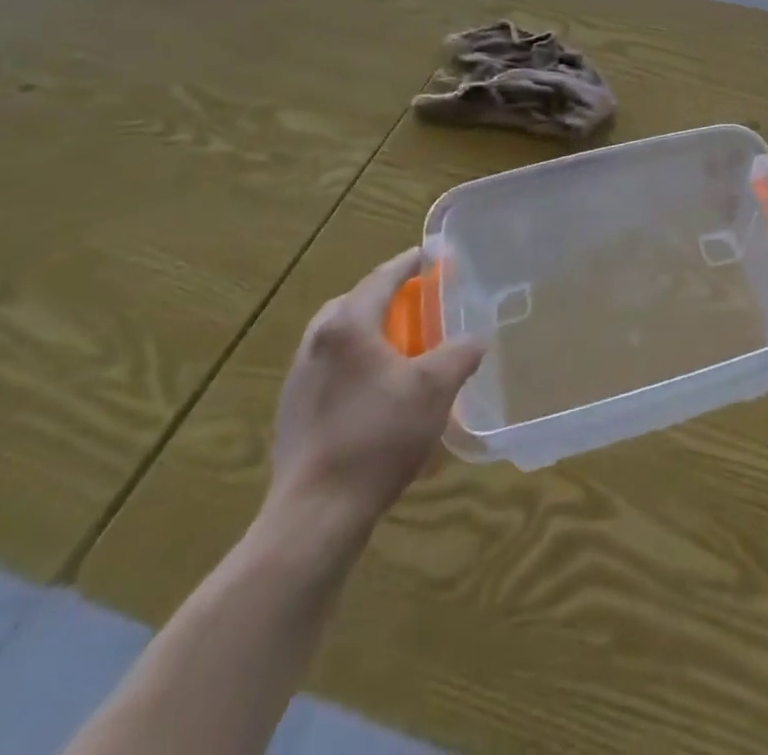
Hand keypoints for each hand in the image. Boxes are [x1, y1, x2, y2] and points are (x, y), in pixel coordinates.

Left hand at [265, 249, 485, 539]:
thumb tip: (474, 340)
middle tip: (421, 301)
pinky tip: (381, 390)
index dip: (410, 263)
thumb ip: (460, 353)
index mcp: (346, 326)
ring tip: (405, 345)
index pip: (382, 278)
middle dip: (389, 297)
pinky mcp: (294, 413)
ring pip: (340, 339)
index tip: (433, 253)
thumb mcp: (435, 387)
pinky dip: (359, 364)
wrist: (315, 514)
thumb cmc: (378, 435)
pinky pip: (332, 370)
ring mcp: (298, 380)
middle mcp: (315, 344)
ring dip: (373, 332)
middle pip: (355, 304)